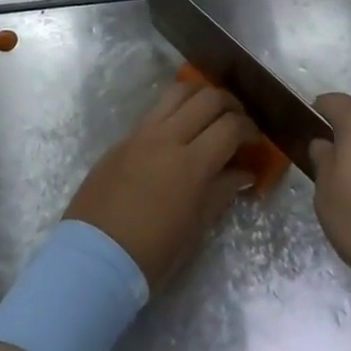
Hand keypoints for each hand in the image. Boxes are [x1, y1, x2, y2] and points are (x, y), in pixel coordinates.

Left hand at [65, 82, 254, 288]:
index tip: (255, 140)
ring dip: (200, 96)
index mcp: (191, 164)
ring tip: (209, 113)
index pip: (230, 127)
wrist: (94, 258)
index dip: (249, 128)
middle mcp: (167, 138)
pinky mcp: (123, 138)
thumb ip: (222, 191)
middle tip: (237, 121)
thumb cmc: (152, 253)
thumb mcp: (196, 227)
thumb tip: (244, 173)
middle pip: (207, 98)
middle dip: (230, 104)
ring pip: (177, 92)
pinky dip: (175, 109)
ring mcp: (141, 134)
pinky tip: (179, 127)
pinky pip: (154, 110)